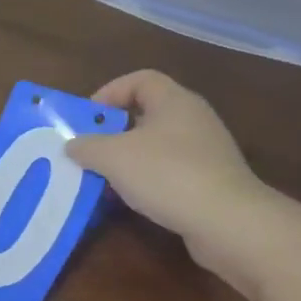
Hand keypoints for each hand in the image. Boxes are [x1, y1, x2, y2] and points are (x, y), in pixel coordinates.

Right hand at [65, 71, 274, 295]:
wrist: (227, 221)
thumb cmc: (167, 174)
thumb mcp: (114, 157)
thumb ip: (87, 147)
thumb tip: (72, 144)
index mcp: (174, 100)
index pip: (140, 79)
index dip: (110, 92)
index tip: (87, 118)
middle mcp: (193, 118)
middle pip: (147, 113)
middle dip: (115, 131)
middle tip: (90, 150)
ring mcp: (206, 151)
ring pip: (158, 146)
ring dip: (129, 160)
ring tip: (105, 179)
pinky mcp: (211, 181)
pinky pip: (171, 172)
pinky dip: (148, 181)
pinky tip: (133, 201)